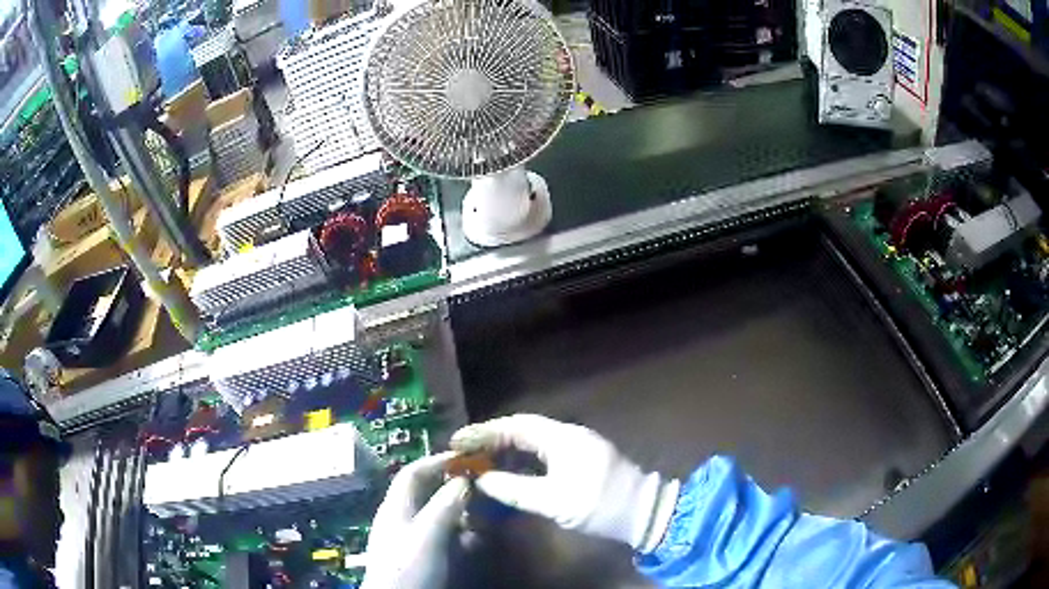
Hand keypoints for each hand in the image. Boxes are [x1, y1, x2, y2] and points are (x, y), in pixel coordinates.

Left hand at [360, 453, 468, 588]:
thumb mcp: (427, 535)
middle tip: (478, 482)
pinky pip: (437, 532)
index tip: (466, 458)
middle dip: (449, 483)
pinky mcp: (415, 554)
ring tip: (479, 509)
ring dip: (455, 506)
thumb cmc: (408, 567)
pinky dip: (454, 528)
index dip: (437, 461)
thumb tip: (463, 480)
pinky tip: (470, 536)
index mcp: (396, 507)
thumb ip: (444, 506)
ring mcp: (406, 537)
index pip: (413, 472)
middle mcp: (399, 517)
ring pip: (432, 511)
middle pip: (423, 491)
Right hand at [450, 414, 679, 551]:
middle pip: (523, 430)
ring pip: (533, 441)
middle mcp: (568, 435)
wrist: (644, 511)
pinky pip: (544, 452)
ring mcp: (577, 446)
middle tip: (464, 451)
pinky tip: (509, 470)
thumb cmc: (599, 505)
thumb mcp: (553, 501)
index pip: (516, 426)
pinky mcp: (582, 459)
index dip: (485, 432)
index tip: (458, 440)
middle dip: (492, 439)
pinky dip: (523, 459)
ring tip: (480, 460)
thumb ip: (515, 489)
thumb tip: (483, 479)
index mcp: (562, 438)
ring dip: (507, 449)